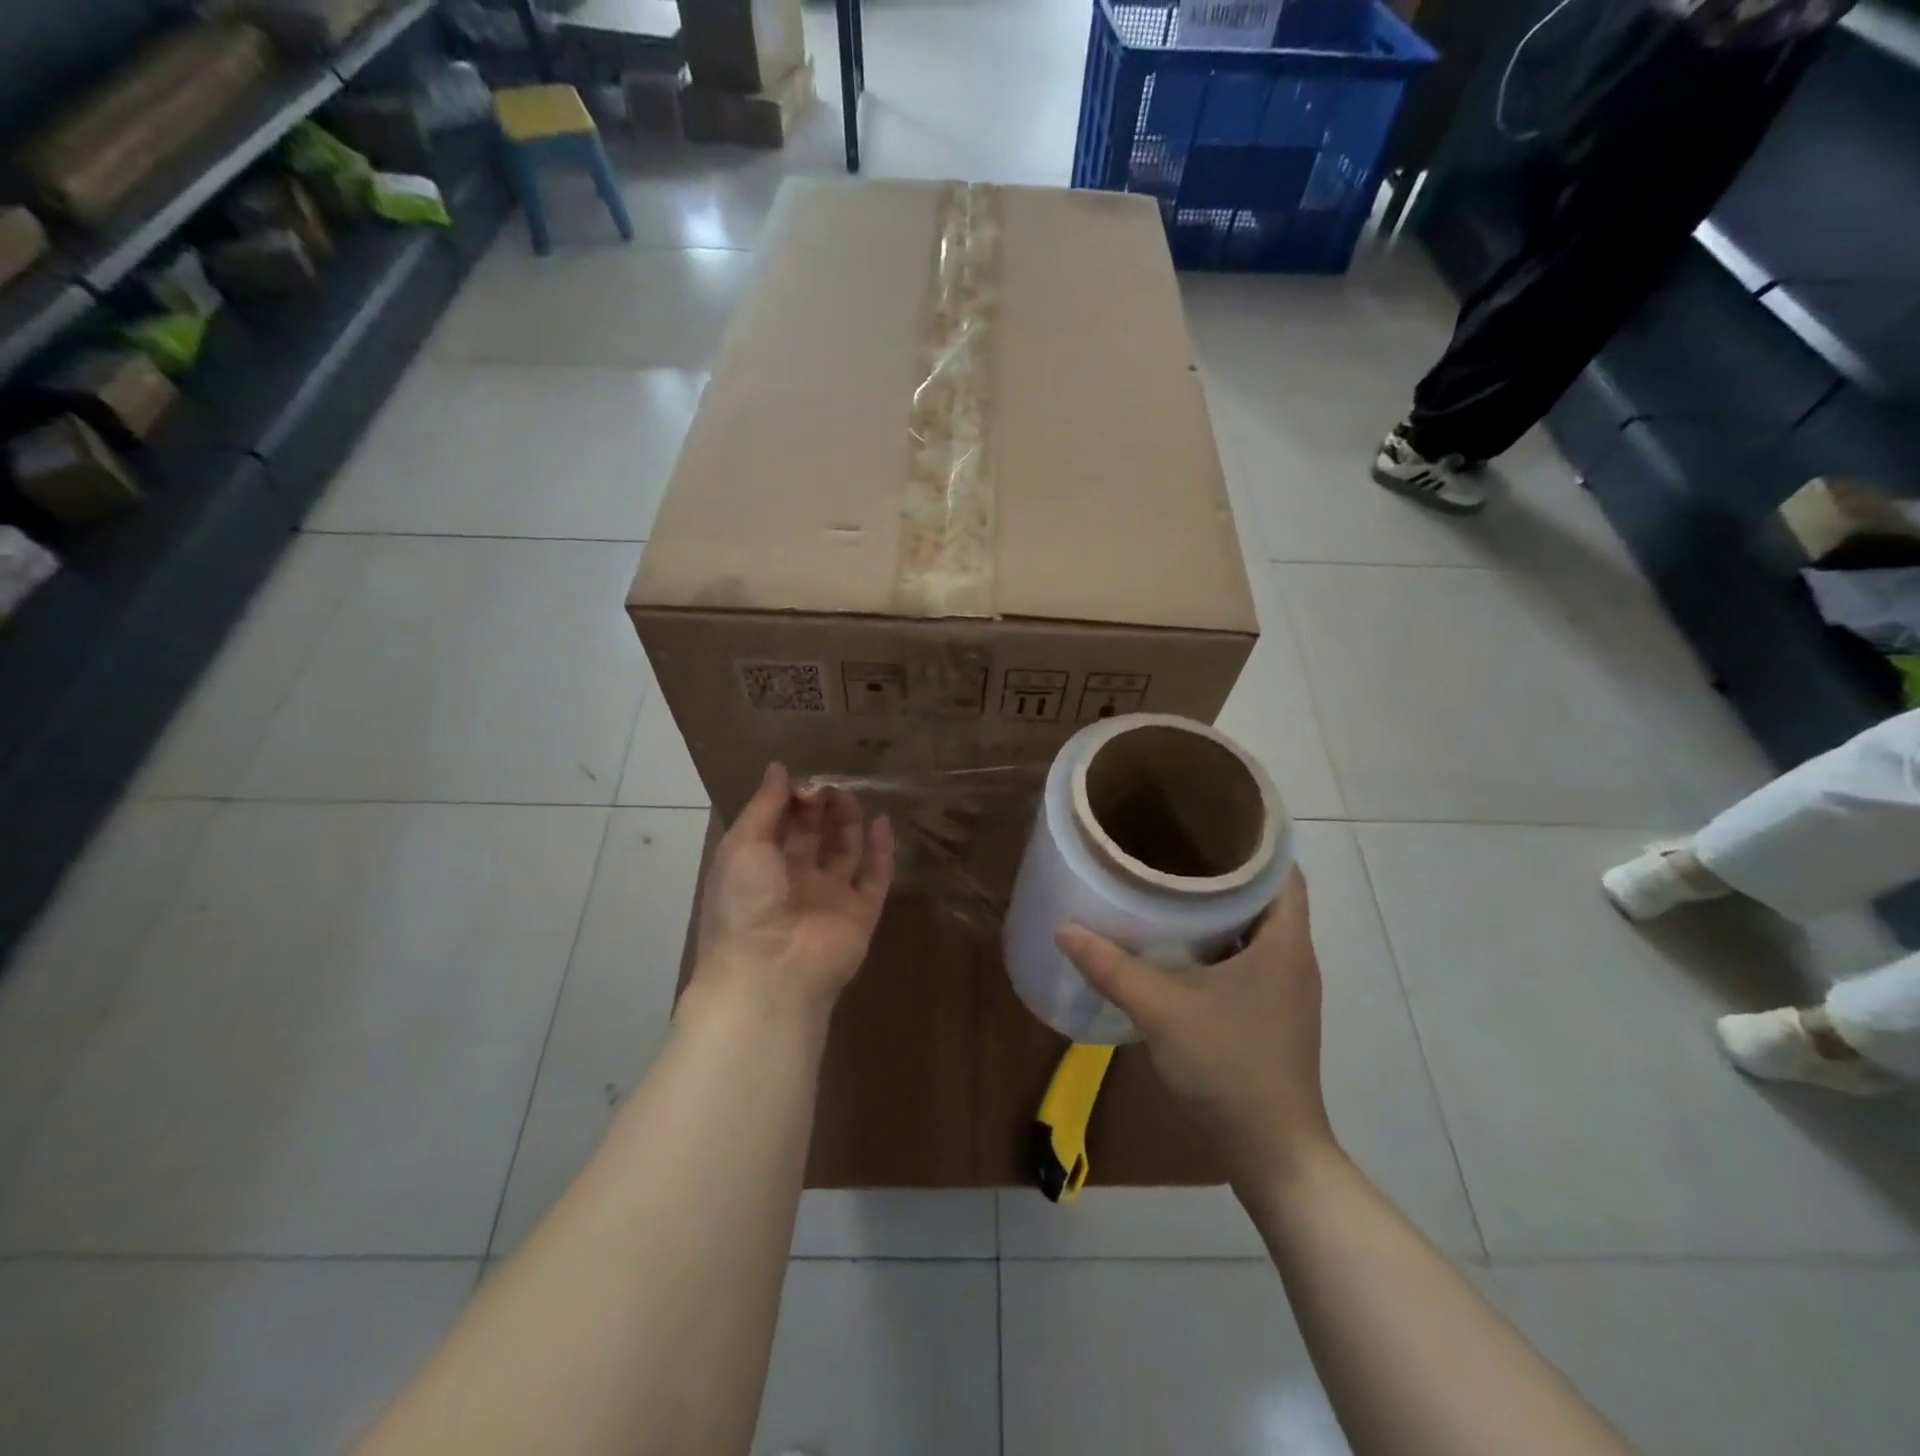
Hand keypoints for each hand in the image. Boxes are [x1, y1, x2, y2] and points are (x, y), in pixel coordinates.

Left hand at [692, 763, 894, 1020]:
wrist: (772, 972)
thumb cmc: (746, 902)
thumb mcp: (743, 844)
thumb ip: (764, 805)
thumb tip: (778, 768)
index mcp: (757, 868)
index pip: (776, 824)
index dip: (788, 800)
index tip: (802, 779)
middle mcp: (793, 881)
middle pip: (811, 835)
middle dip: (818, 806)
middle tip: (828, 784)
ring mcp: (829, 898)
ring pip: (844, 851)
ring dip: (847, 821)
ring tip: (850, 794)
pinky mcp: (861, 913)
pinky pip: (875, 877)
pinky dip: (882, 851)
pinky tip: (884, 821)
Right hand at [1055, 868, 1334, 1185]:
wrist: (1273, 1154)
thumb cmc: (1229, 1068)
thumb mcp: (1162, 1011)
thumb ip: (1113, 968)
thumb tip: (1065, 929)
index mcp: (1285, 943)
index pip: (1283, 870)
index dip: (1253, 840)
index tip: (1207, 820)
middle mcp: (1293, 958)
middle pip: (1267, 894)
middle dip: (1224, 869)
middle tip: (1173, 845)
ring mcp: (1285, 989)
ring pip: (1256, 928)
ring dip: (1220, 907)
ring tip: (1170, 883)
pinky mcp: (1271, 1013)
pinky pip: (1247, 957)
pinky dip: (1218, 941)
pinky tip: (1178, 943)